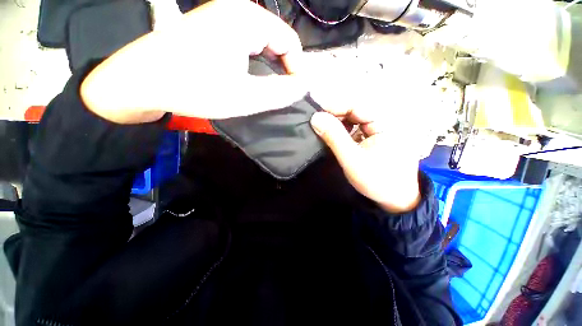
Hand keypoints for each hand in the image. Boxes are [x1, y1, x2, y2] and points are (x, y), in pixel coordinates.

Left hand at [81, 0, 306, 123]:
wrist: (142, 81)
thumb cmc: (196, 88)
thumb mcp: (247, 96)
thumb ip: (281, 92)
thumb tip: (304, 86)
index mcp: (247, 19)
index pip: (290, 41)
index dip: (297, 69)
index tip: (293, 92)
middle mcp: (236, 11)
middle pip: (276, 40)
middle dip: (282, 69)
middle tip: (279, 94)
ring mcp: (221, 18)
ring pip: (261, 44)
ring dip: (268, 68)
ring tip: (265, 90)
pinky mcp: (211, 29)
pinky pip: (245, 45)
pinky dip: (254, 64)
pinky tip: (247, 79)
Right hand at [308, 55, 439, 212]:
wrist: (394, 199)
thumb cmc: (377, 180)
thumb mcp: (352, 159)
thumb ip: (334, 137)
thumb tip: (315, 117)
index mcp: (386, 122)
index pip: (357, 105)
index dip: (335, 106)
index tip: (315, 113)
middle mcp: (384, 120)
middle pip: (355, 110)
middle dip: (334, 114)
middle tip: (316, 122)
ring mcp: (379, 127)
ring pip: (354, 118)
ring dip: (337, 122)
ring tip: (322, 128)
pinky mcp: (373, 135)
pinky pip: (355, 127)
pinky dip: (342, 130)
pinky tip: (333, 135)